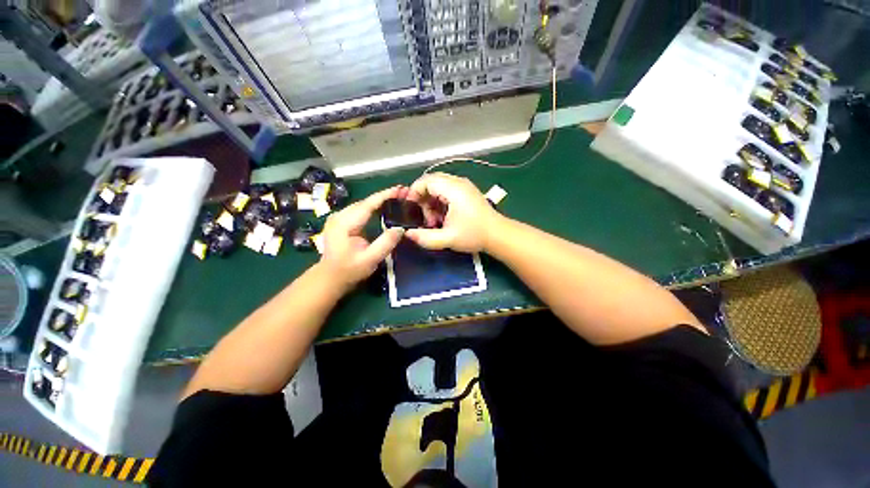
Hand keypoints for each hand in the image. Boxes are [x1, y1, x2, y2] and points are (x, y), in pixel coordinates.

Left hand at [318, 186, 405, 290]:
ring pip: (363, 204)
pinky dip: (374, 207)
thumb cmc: (349, 270)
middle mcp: (339, 216)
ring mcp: (339, 218)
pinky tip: (384, 206)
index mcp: (344, 223)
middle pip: (365, 202)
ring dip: (380, 200)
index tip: (400, 189)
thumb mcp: (370, 259)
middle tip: (404, 193)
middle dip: (385, 196)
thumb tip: (400, 228)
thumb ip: (385, 243)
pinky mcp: (342, 222)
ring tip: (397, 197)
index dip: (385, 195)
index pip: (367, 204)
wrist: (330, 277)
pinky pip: (361, 210)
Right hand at [404, 172, 503, 252]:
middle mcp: (458, 183)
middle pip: (431, 182)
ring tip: (435, 221)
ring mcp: (464, 186)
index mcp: (453, 189)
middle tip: (424, 218)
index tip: (410, 209)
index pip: (426, 181)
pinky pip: (446, 191)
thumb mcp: (448, 238)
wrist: (498, 235)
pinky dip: (440, 202)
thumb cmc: (474, 235)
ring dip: (431, 202)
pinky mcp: (467, 192)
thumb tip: (407, 234)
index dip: (414, 193)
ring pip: (438, 187)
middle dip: (423, 199)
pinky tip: (443, 218)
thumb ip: (425, 237)